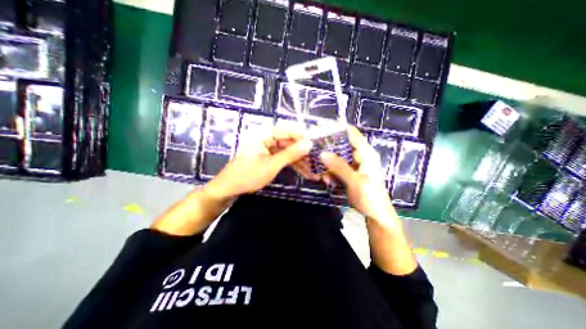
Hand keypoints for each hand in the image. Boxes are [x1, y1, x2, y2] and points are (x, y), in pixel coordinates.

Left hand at [202, 126, 313, 201]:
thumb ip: (291, 153)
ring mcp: (266, 148)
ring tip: (312, 171)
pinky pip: (282, 157)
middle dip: (302, 154)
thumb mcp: (272, 165)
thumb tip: (309, 143)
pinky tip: (302, 171)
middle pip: (288, 142)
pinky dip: (291, 164)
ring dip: (299, 161)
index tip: (315, 149)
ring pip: (287, 151)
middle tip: (315, 164)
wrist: (229, 189)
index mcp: (263, 134)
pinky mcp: (266, 156)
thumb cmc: (248, 175)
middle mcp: (265, 138)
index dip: (302, 139)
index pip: (288, 130)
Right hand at [320, 128, 398, 227]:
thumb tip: (322, 153)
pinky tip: (326, 179)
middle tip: (313, 149)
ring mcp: (355, 165)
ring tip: (318, 169)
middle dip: (328, 147)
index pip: (351, 133)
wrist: (376, 215)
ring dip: (328, 162)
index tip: (320, 128)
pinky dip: (331, 172)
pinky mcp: (350, 173)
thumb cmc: (370, 197)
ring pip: (338, 157)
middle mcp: (360, 155)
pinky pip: (338, 168)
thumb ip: (338, 166)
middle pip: (342, 144)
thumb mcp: (354, 181)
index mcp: (366, 153)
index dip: (337, 129)